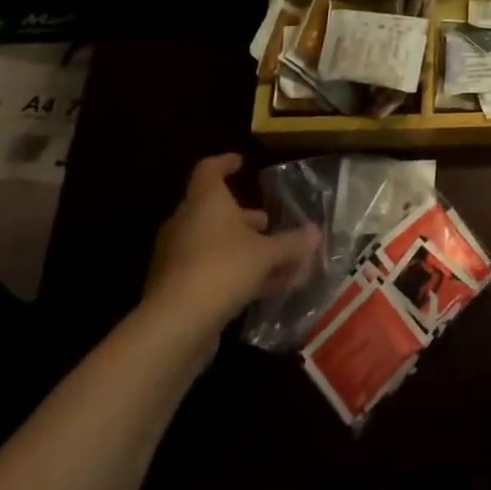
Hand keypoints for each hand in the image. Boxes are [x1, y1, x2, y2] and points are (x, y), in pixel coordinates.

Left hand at [145, 154, 318, 346]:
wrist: (175, 326)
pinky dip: (235, 273)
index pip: (209, 170)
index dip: (225, 163)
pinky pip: (211, 271)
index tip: (242, 163)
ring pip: (215, 244)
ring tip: (276, 260)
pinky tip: (263, 289)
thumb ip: (292, 242)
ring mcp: (177, 257)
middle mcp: (186, 224)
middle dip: (244, 218)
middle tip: (269, 223)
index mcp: (204, 202)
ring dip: (244, 249)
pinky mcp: (176, 289)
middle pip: (214, 211)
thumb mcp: (267, 253)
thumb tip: (315, 232)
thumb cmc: (223, 269)